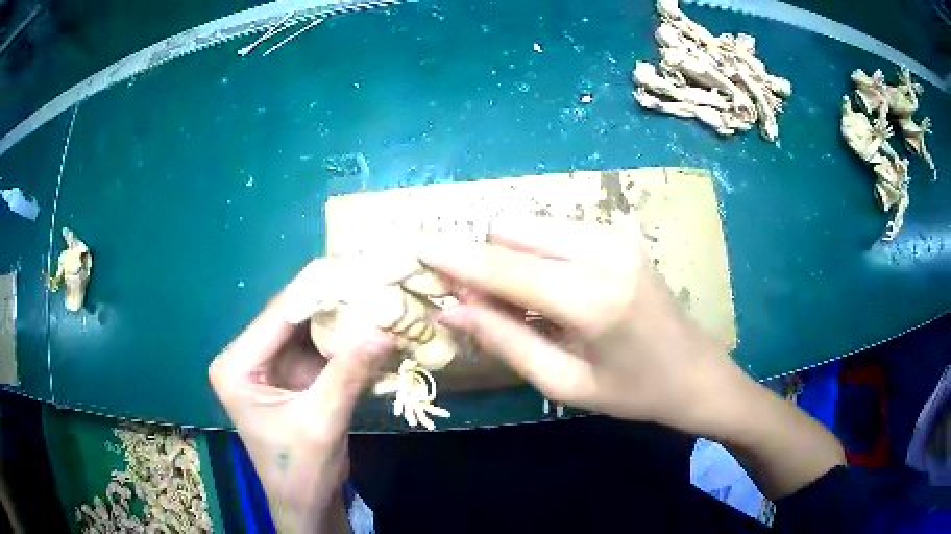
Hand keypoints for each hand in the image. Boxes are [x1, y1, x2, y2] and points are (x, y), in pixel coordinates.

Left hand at [209, 259, 395, 532]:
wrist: (307, 502)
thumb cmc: (300, 470)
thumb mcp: (322, 423)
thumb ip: (349, 374)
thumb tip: (385, 329)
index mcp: (236, 366)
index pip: (277, 317)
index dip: (317, 291)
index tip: (355, 266)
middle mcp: (248, 357)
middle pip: (293, 318)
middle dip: (333, 302)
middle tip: (373, 278)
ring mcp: (272, 364)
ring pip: (310, 330)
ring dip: (343, 319)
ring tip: (378, 295)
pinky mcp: (294, 374)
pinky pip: (321, 348)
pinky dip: (346, 341)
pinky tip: (373, 326)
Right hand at [421, 215, 843, 498]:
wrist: (696, 372)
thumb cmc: (633, 392)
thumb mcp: (564, 383)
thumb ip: (505, 340)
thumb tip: (450, 308)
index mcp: (592, 298)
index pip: (503, 266)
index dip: (454, 258)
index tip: (416, 249)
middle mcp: (603, 251)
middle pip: (512, 229)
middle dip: (484, 259)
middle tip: (479, 301)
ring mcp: (615, 235)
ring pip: (531, 224)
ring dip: (509, 255)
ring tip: (521, 301)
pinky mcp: (619, 233)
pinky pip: (555, 229)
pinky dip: (535, 252)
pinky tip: (550, 289)